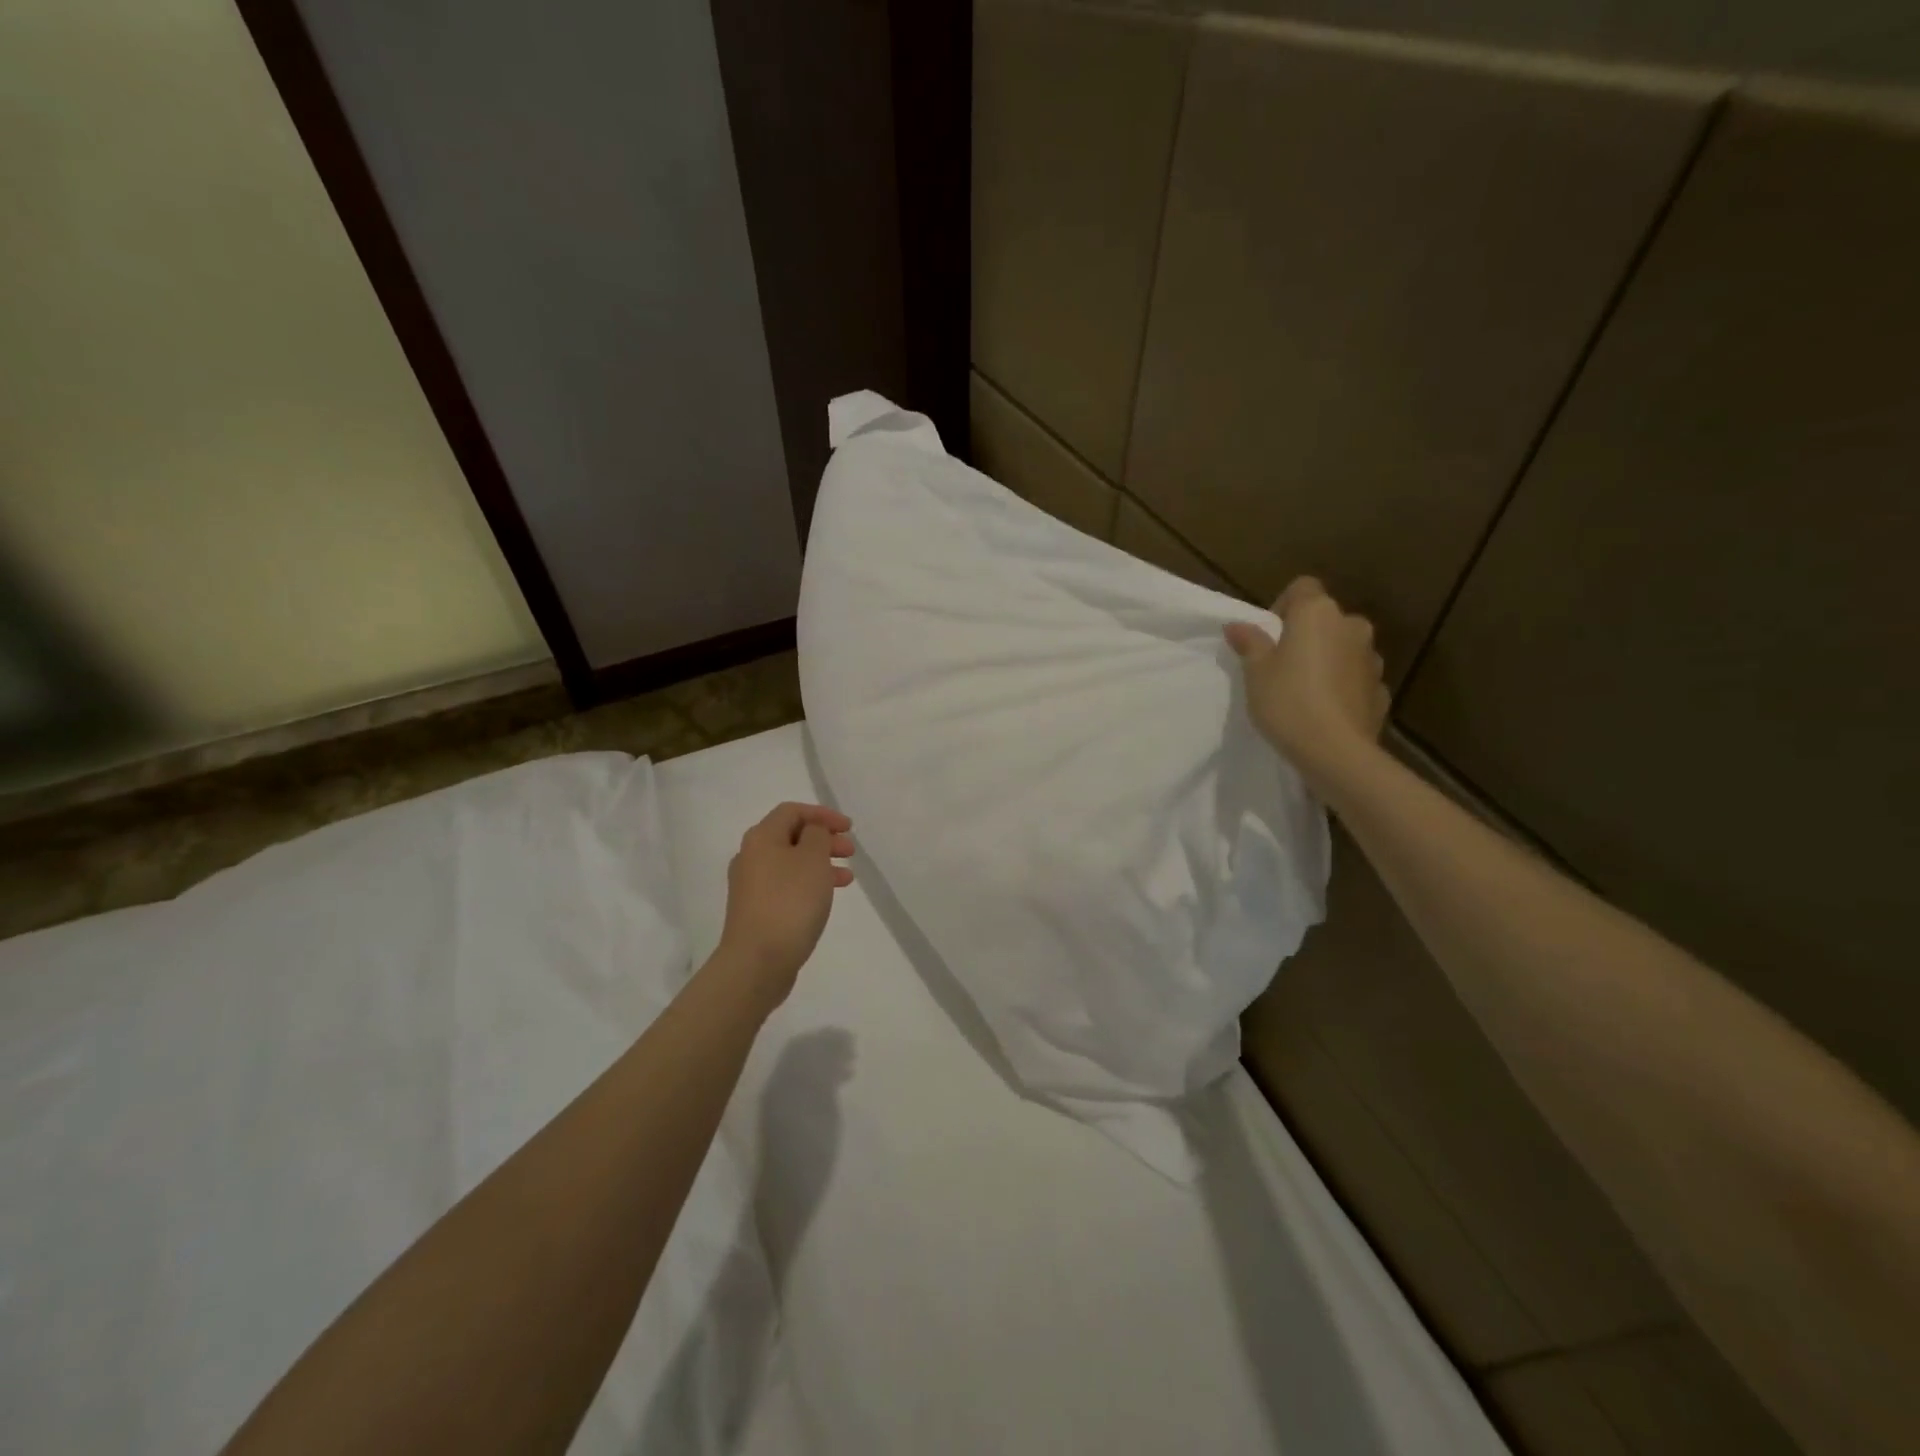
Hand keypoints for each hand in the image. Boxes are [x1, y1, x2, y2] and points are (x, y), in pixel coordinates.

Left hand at [716, 802, 855, 1009]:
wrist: (757, 961)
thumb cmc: (789, 902)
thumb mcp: (812, 859)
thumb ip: (817, 835)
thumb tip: (812, 831)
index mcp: (761, 838)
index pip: (792, 811)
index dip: (822, 814)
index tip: (849, 828)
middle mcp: (751, 857)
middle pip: (791, 836)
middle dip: (824, 839)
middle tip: (850, 851)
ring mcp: (751, 886)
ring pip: (791, 863)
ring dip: (821, 864)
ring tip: (847, 878)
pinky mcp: (756, 911)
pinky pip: (787, 886)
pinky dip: (809, 884)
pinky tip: (826, 898)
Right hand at [1224, 576, 1389, 788]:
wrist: (1335, 752)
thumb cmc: (1287, 702)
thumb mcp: (1255, 672)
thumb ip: (1250, 643)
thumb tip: (1237, 625)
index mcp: (1318, 614)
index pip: (1302, 587)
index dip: (1283, 606)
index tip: (1269, 636)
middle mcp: (1351, 626)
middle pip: (1325, 618)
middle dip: (1306, 635)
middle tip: (1282, 665)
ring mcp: (1372, 658)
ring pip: (1344, 647)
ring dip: (1327, 659)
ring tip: (1305, 690)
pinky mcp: (1381, 688)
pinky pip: (1356, 677)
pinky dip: (1342, 685)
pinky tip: (1325, 710)